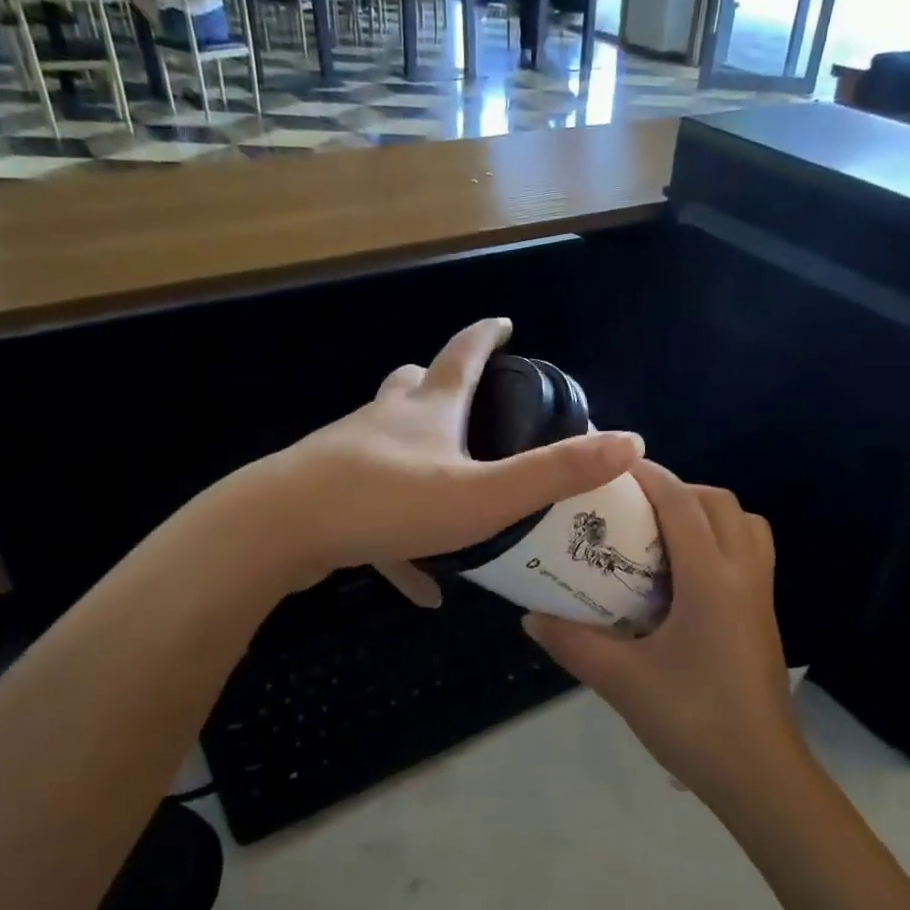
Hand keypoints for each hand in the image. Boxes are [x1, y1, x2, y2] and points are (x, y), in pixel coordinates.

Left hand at [251, 318, 641, 589]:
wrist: (278, 530)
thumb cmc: (389, 503)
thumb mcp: (484, 495)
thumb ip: (555, 473)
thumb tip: (632, 443)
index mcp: (427, 412)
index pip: (462, 356)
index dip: (486, 336)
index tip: (503, 321)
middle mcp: (385, 423)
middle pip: (411, 389)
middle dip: (437, 386)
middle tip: (466, 402)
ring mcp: (347, 457)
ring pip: (385, 447)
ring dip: (416, 459)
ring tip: (445, 490)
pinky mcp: (324, 499)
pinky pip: (370, 516)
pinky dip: (397, 541)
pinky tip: (418, 588)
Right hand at [522, 462, 807, 812]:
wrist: (760, 776)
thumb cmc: (692, 722)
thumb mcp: (622, 683)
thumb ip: (572, 643)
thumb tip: (530, 615)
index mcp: (711, 580)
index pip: (682, 503)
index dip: (648, 476)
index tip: (611, 468)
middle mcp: (743, 574)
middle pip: (718, 502)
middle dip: (676, 489)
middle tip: (631, 508)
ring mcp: (761, 594)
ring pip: (743, 523)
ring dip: (704, 511)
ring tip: (661, 534)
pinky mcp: (765, 614)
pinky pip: (750, 550)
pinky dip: (720, 538)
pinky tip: (684, 575)